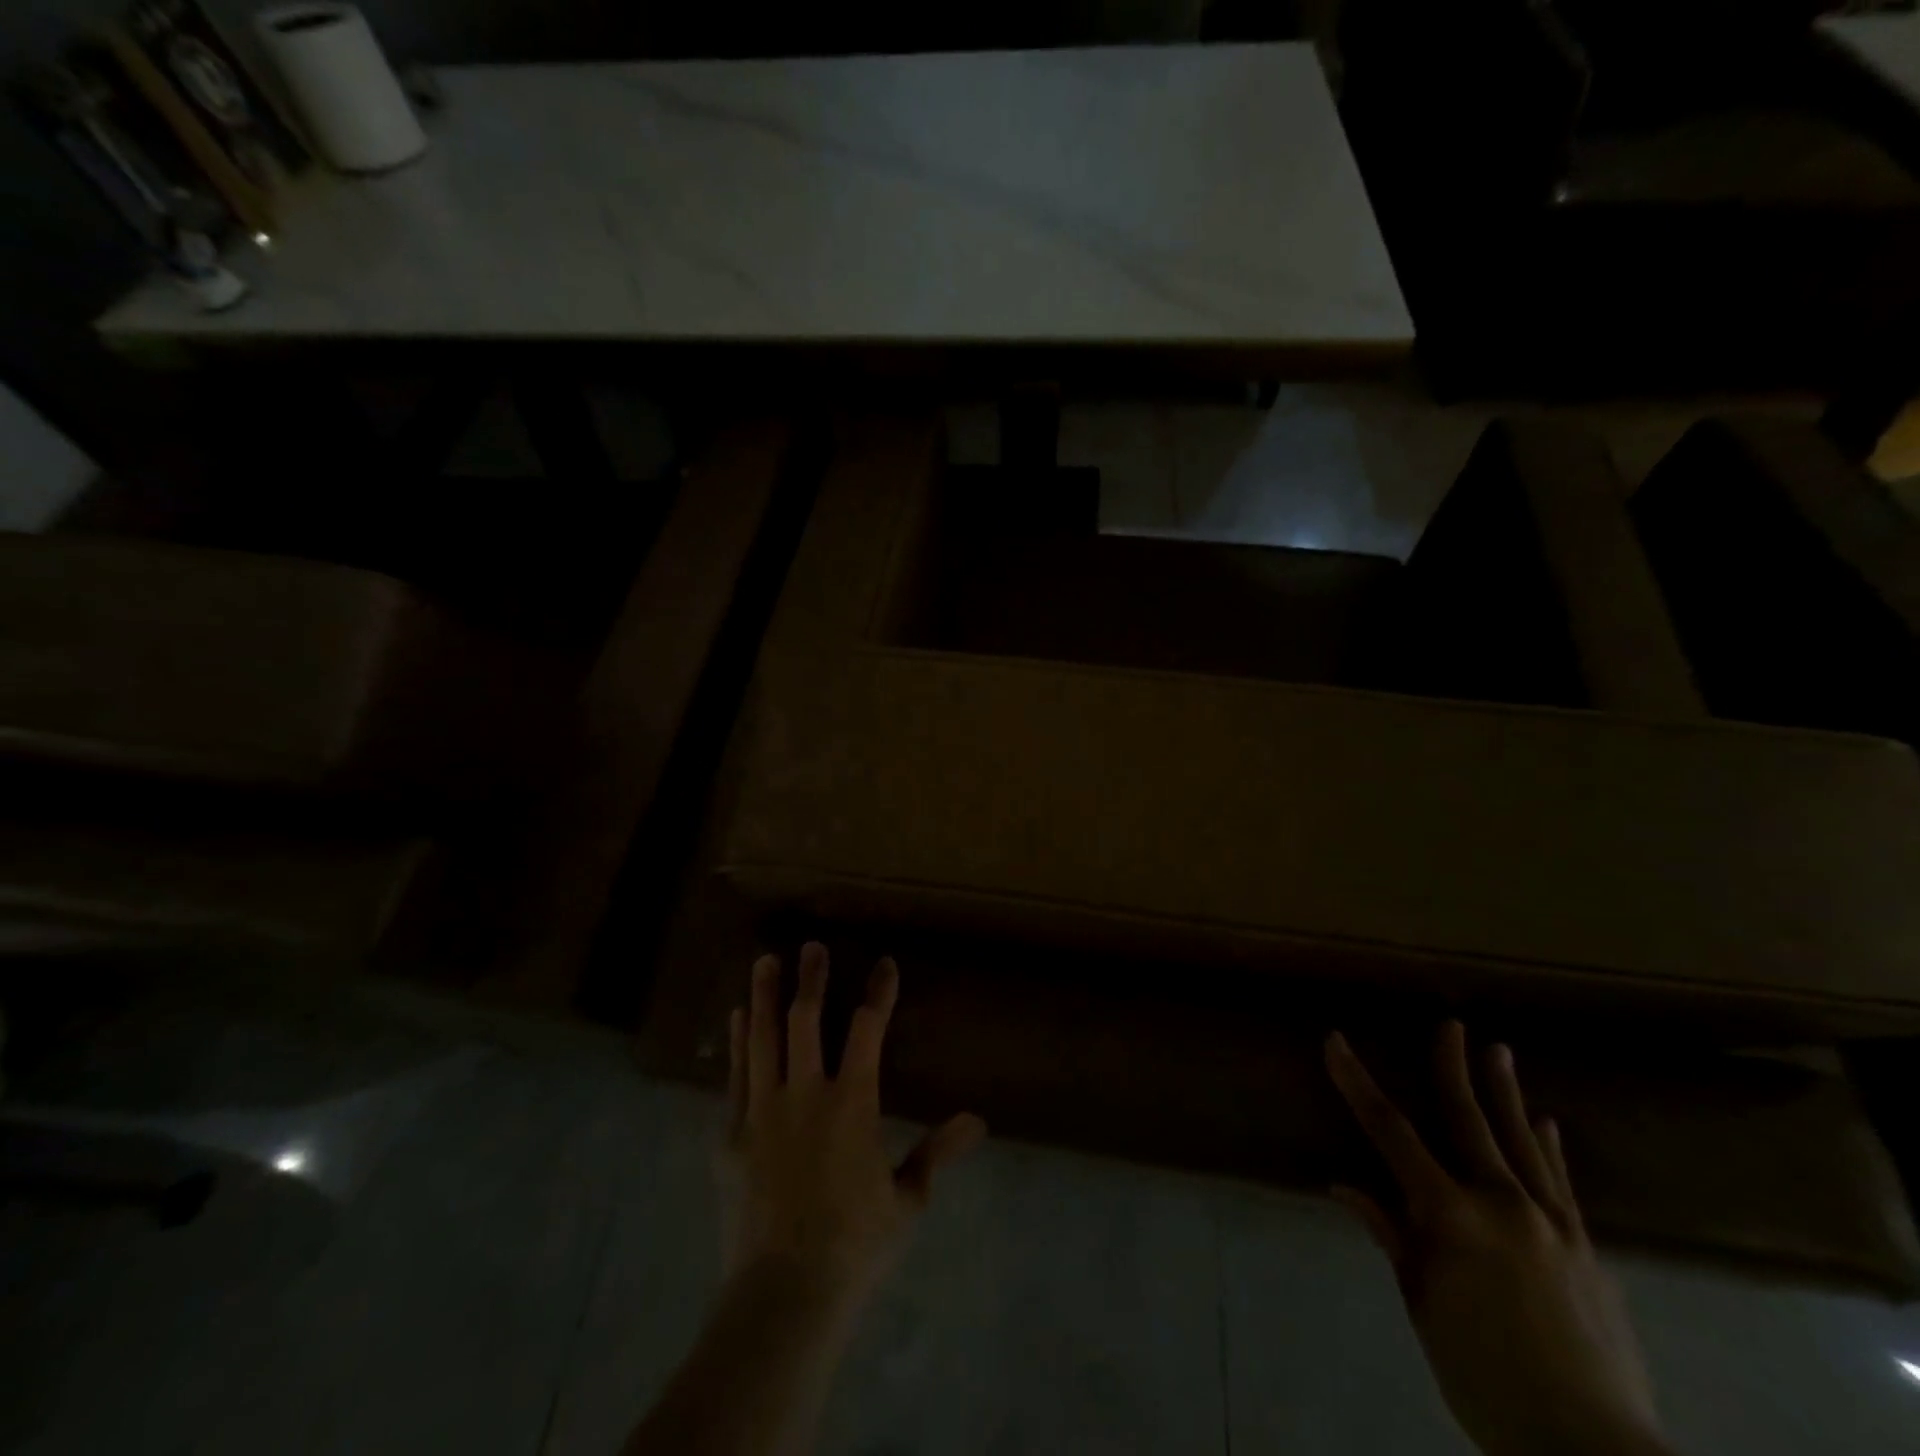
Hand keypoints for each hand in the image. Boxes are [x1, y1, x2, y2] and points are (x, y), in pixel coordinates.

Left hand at [721, 943, 985, 1313]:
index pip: (868, 1029)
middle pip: (807, 1020)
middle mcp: (805, 1093)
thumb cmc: (854, 1245)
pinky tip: (736, 1019)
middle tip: (812, 946)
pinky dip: (738, 1042)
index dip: (879, 992)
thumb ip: (937, 1153)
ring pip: (763, 1038)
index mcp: (852, 1103)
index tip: (885, 963)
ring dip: (765, 996)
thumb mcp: (907, 1200)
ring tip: (765, 961)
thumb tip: (978, 1121)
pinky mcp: (732, 1135)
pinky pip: (735, 1074)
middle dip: (811, 978)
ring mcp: (763, 1111)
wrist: (783, 1294)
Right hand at [1325, 1023, 1670, 1455]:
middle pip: (1469, 1121)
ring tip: (1499, 1050)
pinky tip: (1547, 1122)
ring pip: (1521, 1141)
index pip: (1390, 1133)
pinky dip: (1549, 1148)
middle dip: (1453, 1068)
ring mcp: (1552, 1224)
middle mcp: (1502, 1204)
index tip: (1336, 1042)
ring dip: (1506, 1092)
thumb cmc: (1485, 1379)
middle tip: (1450, 1023)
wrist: (1593, 1449)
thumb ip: (1392, 1239)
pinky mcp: (1586, 1249)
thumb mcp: (1423, 1309)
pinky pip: (1561, 1184)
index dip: (1358, 1083)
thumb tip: (1345, 1186)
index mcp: (1451, 1217)